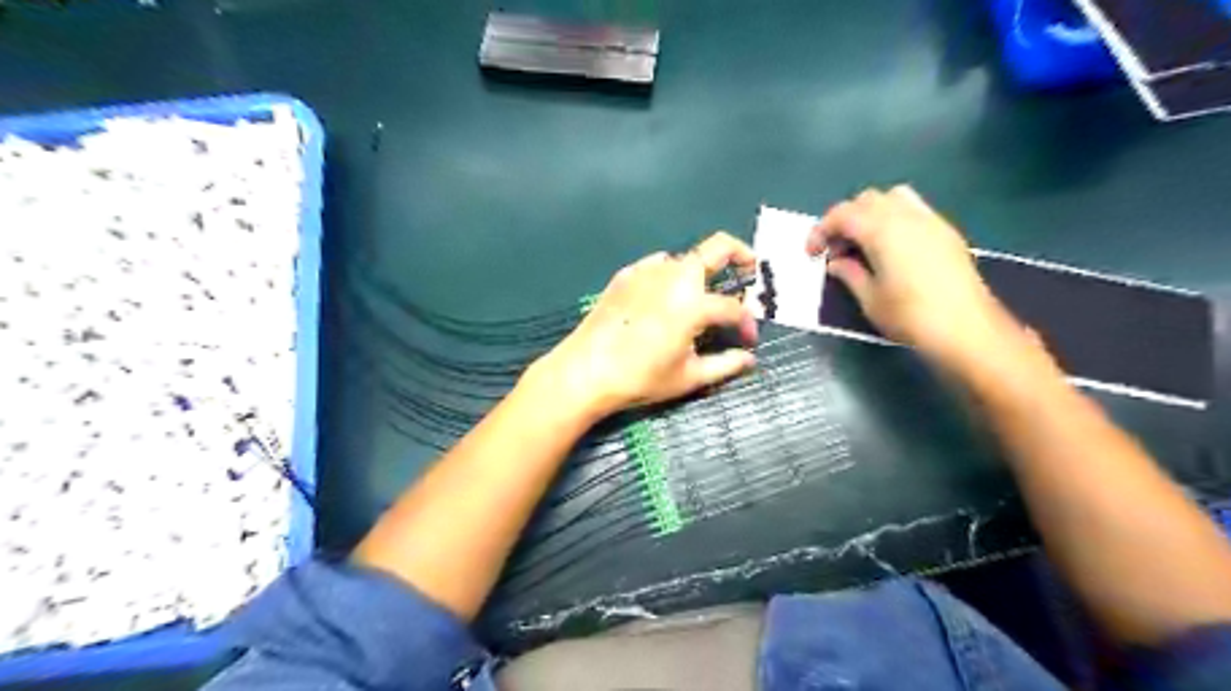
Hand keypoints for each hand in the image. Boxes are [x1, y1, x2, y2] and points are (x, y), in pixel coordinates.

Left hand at [531, 231, 759, 419]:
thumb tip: (750, 359)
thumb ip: (725, 364)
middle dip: (740, 254)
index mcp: (693, 304)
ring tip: (702, 293)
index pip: (733, 308)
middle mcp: (674, 277)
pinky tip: (664, 297)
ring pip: (685, 257)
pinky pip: (656, 265)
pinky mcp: (625, 275)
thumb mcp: (688, 377)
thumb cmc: (640, 377)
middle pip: (717, 247)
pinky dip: (670, 274)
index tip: (748, 341)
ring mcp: (647, 271)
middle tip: (749, 269)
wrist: (585, 370)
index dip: (747, 323)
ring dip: (702, 269)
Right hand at [810, 186, 1031, 371]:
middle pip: (866, 200)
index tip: (812, 254)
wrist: (967, 329)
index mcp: (882, 230)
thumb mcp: (869, 299)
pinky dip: (894, 219)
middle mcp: (906, 216)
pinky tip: (892, 249)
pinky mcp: (946, 232)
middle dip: (845, 220)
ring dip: (871, 214)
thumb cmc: (910, 316)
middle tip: (837, 250)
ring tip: (864, 244)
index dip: (821, 230)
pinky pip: (913, 210)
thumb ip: (849, 273)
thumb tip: (837, 262)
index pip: (842, 215)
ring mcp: (930, 221)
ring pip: (893, 198)